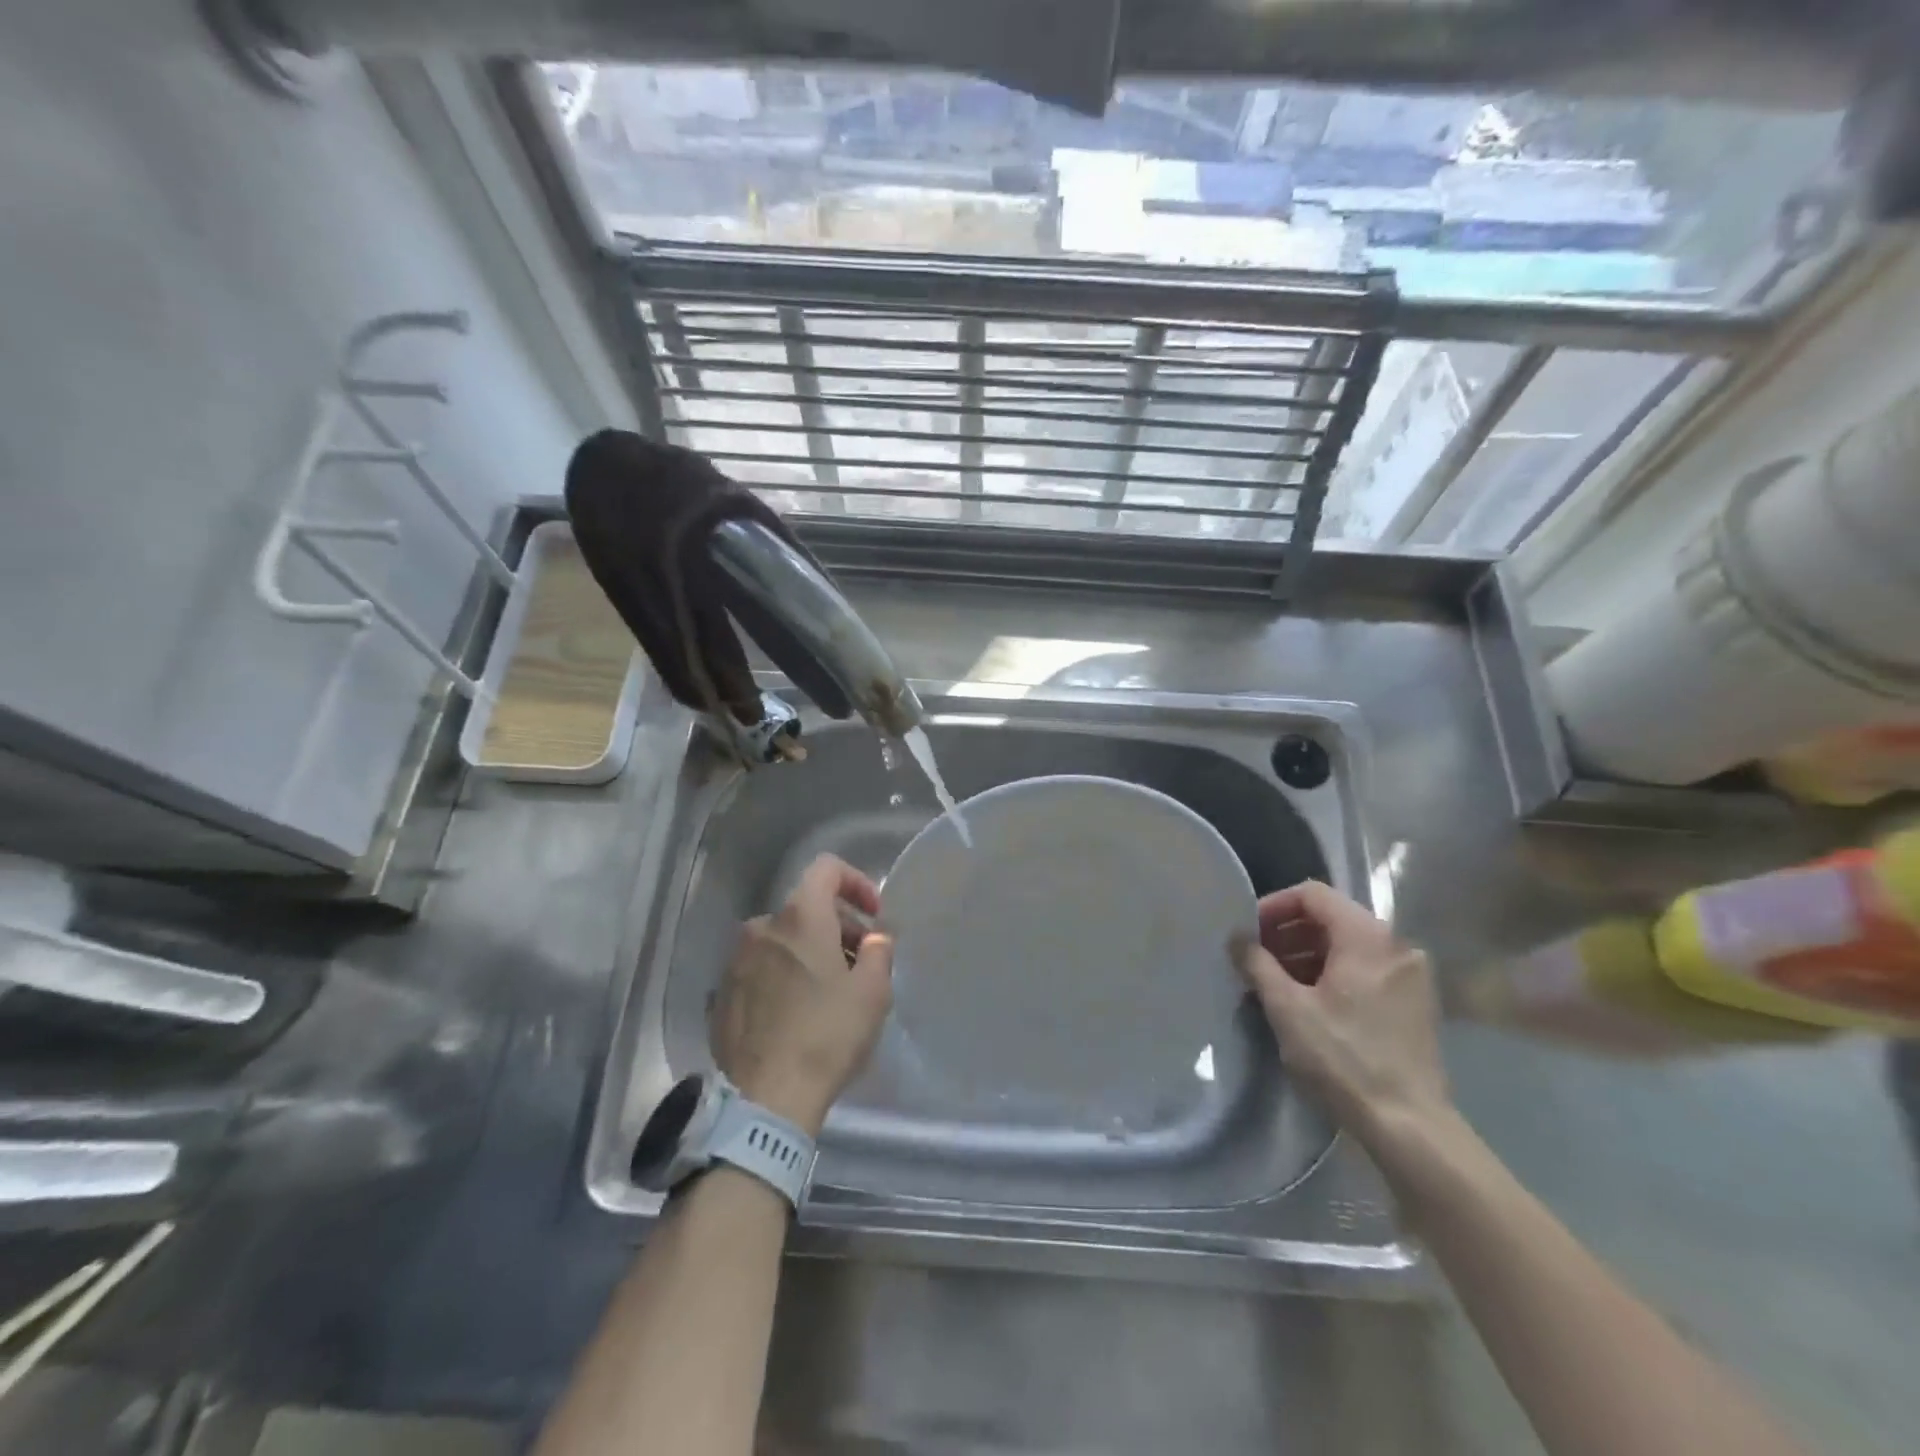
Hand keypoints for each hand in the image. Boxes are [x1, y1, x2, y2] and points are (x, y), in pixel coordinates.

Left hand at [711, 854, 894, 1135]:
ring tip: (829, 992)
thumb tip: (875, 938)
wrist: (766, 1099)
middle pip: (806, 908)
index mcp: (799, 917)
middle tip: (860, 963)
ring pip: (781, 940)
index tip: (873, 916)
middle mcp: (762, 927)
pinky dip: (782, 976)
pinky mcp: (721, 994)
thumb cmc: (827, 1035)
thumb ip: (879, 951)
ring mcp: (735, 961)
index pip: (826, 868)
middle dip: (838, 926)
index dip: (855, 883)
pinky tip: (796, 1014)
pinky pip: (760, 969)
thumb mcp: (873, 992)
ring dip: (809, 952)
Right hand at [1232, 881, 1451, 1154]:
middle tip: (1256, 959)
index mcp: (1367, 937)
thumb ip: (1257, 964)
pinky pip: (1364, 968)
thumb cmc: (1344, 1059)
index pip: (1312, 894)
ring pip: (1347, 945)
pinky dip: (1332, 973)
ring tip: (1275, 983)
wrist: (1410, 1127)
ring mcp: (1409, 974)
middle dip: (1287, 933)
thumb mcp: (1287, 1008)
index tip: (1249, 934)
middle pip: (1331, 917)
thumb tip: (1237, 938)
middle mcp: (1395, 945)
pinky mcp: (1414, 1002)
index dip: (1274, 906)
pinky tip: (1307, 1002)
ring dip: (1306, 954)